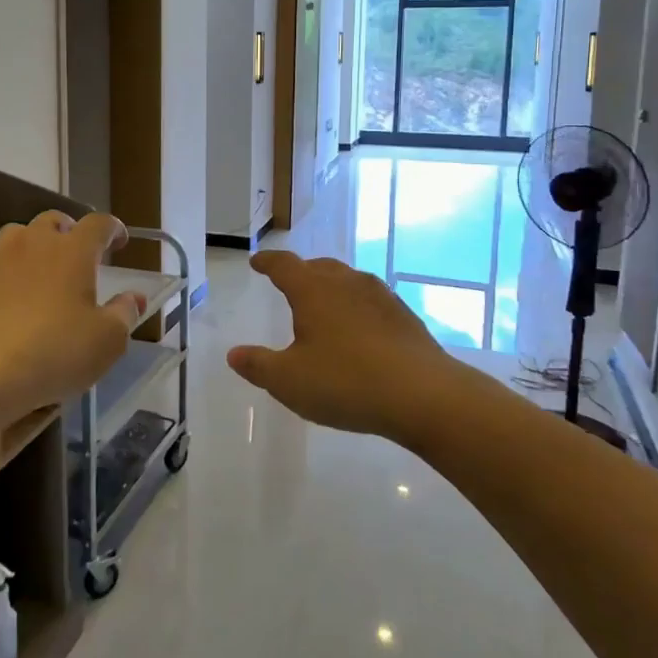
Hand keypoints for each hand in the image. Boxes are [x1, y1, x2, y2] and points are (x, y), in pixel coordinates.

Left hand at [0, 212, 144, 425]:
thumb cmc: (54, 352)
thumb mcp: (106, 341)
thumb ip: (124, 314)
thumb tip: (135, 297)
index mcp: (73, 250)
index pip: (99, 224)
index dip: (113, 229)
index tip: (120, 241)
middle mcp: (34, 242)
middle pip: (55, 220)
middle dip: (70, 232)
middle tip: (79, 255)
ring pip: (19, 235)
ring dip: (35, 244)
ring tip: (43, 269)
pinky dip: (10, 270)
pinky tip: (12, 296)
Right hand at [227, 250, 468, 444]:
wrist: (424, 395)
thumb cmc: (346, 382)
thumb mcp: (289, 381)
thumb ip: (258, 366)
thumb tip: (234, 354)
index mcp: (313, 290)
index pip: (283, 265)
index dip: (267, 263)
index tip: (257, 262)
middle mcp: (346, 283)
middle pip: (318, 267)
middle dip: (300, 272)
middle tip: (289, 283)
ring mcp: (380, 296)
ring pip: (348, 280)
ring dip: (331, 287)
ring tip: (324, 305)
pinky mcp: (404, 316)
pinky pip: (370, 301)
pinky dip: (356, 307)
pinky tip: (359, 330)